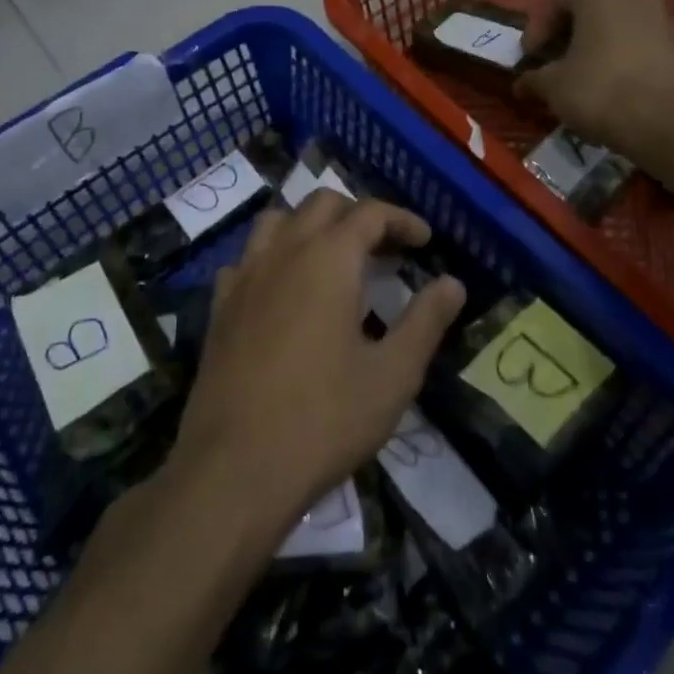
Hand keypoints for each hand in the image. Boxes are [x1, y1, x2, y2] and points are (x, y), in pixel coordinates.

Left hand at [171, 192, 465, 535]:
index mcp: (329, 259)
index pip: (370, 213)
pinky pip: (248, 258)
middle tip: (386, 250)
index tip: (424, 242)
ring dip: (312, 225)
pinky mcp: (220, 306)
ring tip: (335, 259)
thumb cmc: (324, 419)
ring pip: (279, 220)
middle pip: (322, 204)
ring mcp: (245, 276)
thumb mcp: (393, 375)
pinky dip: (274, 256)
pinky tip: (285, 290)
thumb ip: (426, 321)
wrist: (234, 469)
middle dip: (359, 216)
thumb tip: (453, 284)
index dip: (401, 220)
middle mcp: (284, 252)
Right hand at [518, 0, 673, 147]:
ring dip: (594, 50)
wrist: (666, 122)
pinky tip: (609, 89)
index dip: (537, 31)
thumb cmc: (599, 89)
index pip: (556, 3)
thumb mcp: (552, 85)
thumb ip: (533, 79)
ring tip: (579, 80)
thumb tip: (521, 84)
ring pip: (615, 30)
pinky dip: (619, 62)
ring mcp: (661, 18)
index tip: (529, 58)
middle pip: (589, 12)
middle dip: (567, 38)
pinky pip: (638, 47)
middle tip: (551, 66)